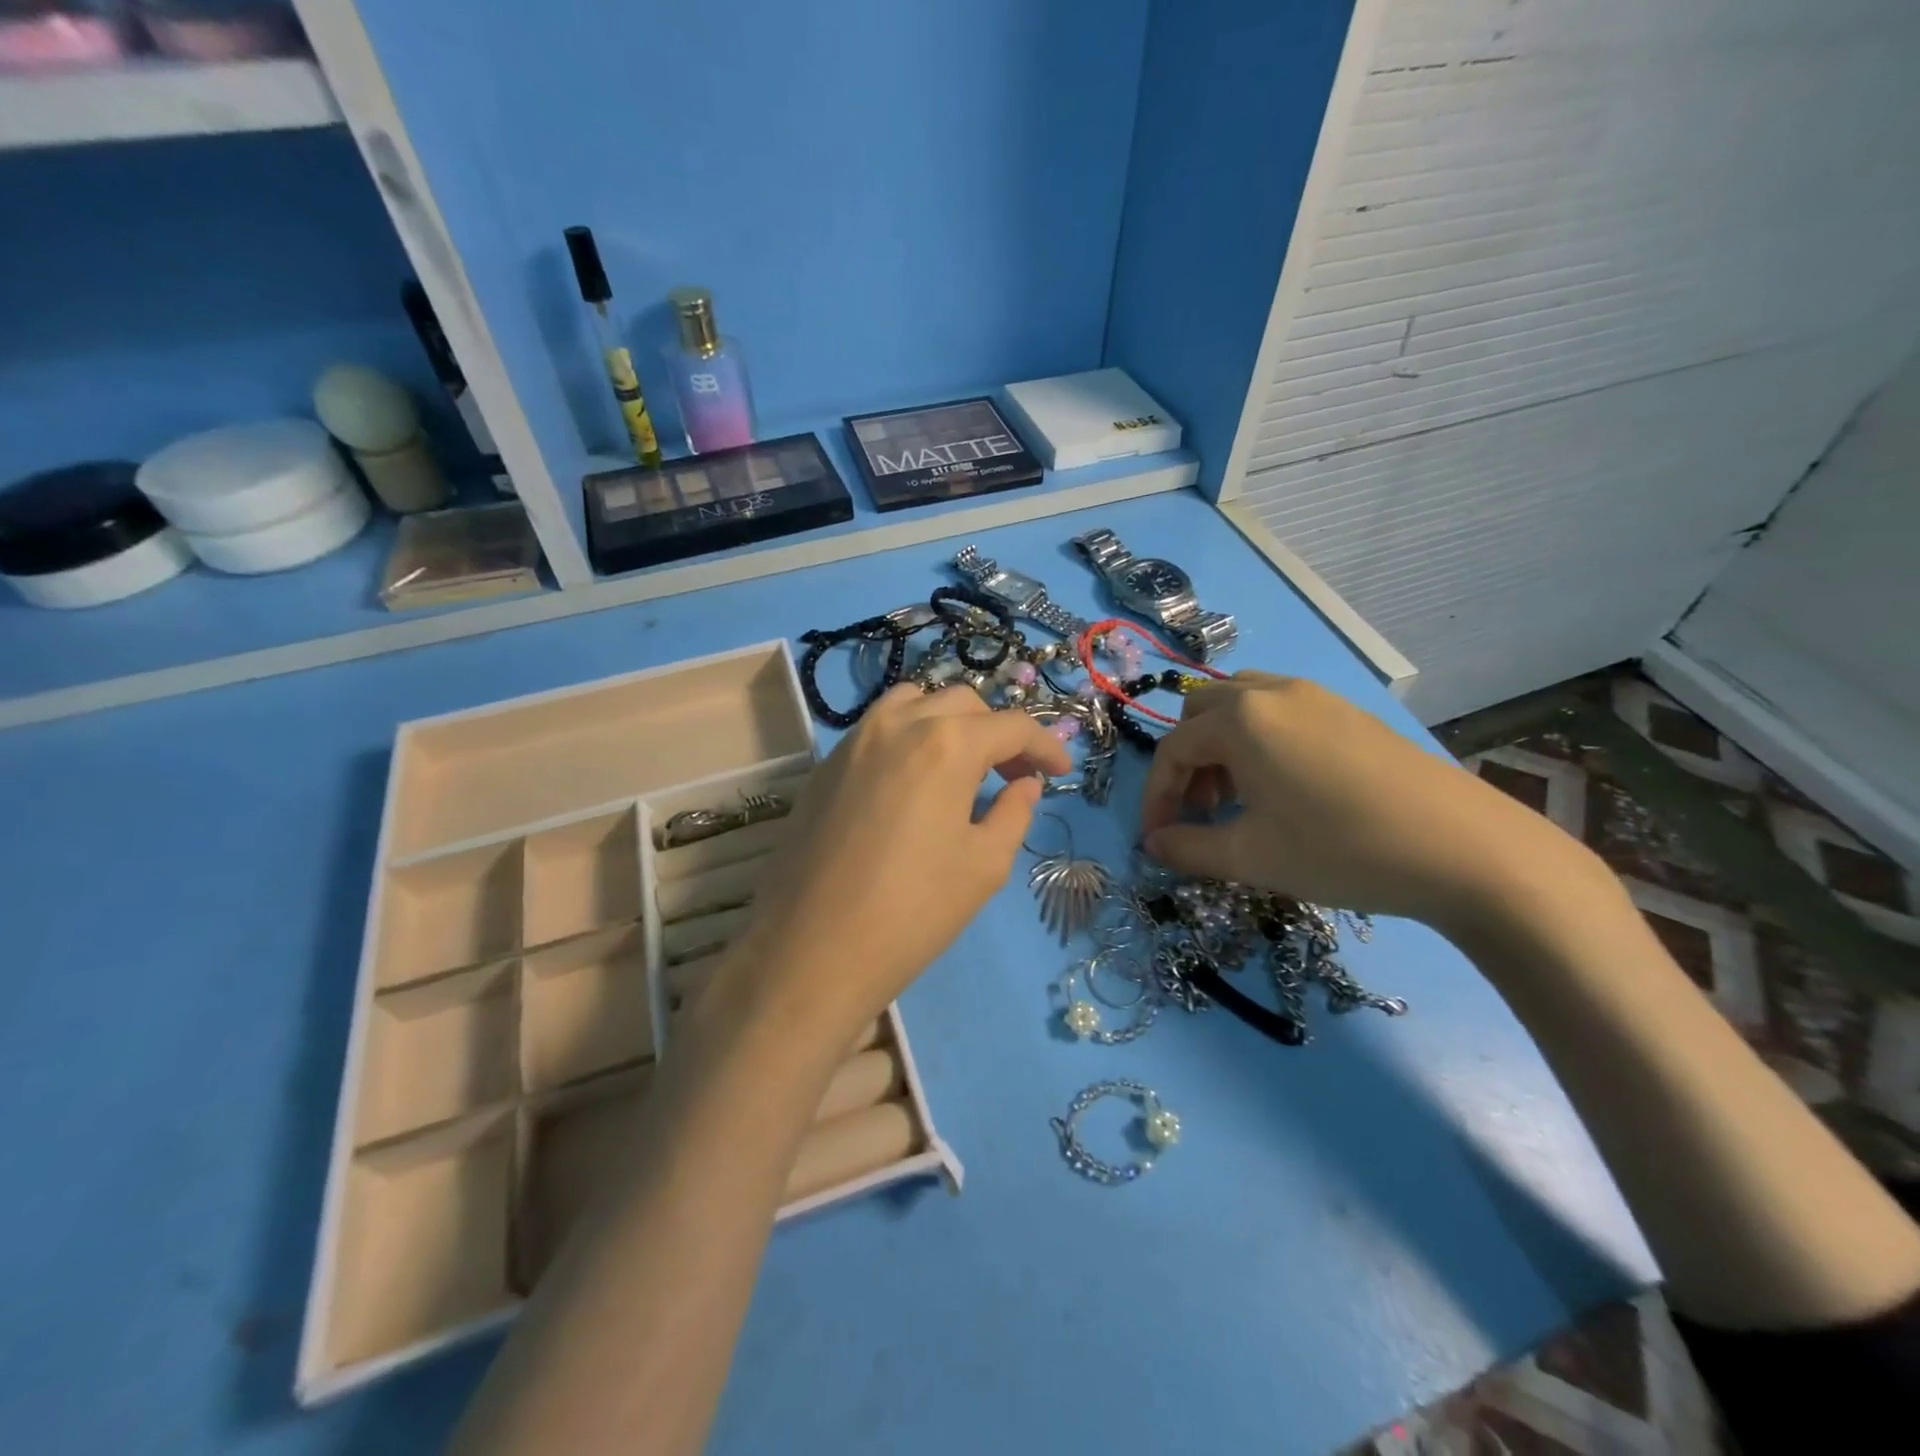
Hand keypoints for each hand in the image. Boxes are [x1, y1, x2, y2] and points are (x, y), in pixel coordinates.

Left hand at [723, 684, 1071, 1038]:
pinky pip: (878, 728)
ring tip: (962, 767)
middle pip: (963, 703)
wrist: (811, 950)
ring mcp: (854, 740)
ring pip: (914, 703)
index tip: (1061, 771)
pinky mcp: (825, 765)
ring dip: (949, 722)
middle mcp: (898, 724)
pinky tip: (914, 781)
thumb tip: (1025, 784)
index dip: (1044, 746)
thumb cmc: (912, 911)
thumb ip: (1013, 812)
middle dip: (997, 732)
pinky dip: (909, 736)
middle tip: (1014, 775)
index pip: (1010, 727)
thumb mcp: (983, 865)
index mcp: (946, 744)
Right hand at [1140, 672, 1592, 927]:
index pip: (1172, 749)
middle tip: (1201, 812)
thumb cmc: (1340, 849)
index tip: (1159, 839)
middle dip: (1188, 763)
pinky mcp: (1349, 712)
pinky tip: (1283, 788)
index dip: (1156, 796)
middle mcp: (1272, 692)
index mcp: (1241, 719)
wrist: (1464, 850)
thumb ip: (1187, 848)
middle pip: (1201, 714)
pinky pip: (1280, 712)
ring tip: (1238, 799)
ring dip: (1222, 747)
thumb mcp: (1250, 857)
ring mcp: (1316, 696)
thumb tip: (1154, 843)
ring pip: (1241, 706)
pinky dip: (1259, 742)